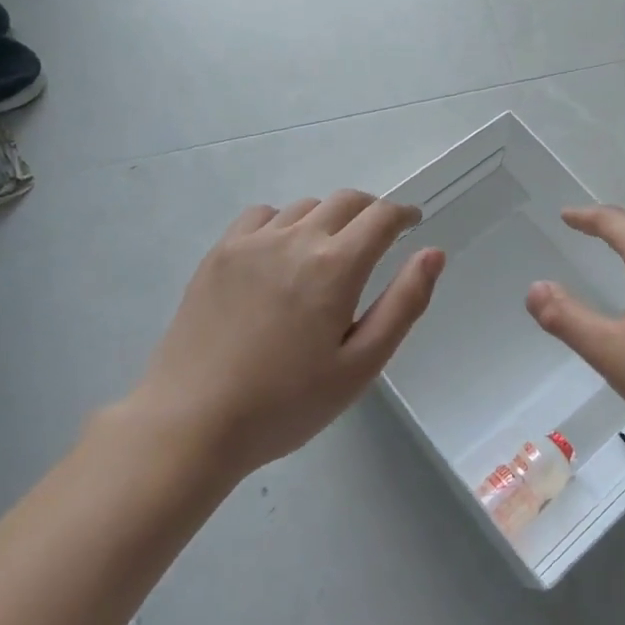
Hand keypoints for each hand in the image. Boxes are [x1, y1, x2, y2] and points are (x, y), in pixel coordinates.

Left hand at [130, 191, 444, 478]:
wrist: (191, 423)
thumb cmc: (286, 403)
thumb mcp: (361, 365)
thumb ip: (404, 304)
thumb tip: (433, 253)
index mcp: (336, 266)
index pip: (381, 216)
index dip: (404, 214)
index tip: (412, 223)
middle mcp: (297, 239)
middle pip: (346, 201)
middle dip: (371, 212)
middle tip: (378, 237)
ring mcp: (252, 242)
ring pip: (305, 207)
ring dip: (329, 218)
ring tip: (329, 252)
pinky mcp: (220, 253)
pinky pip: (262, 215)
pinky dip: (284, 222)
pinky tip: (281, 253)